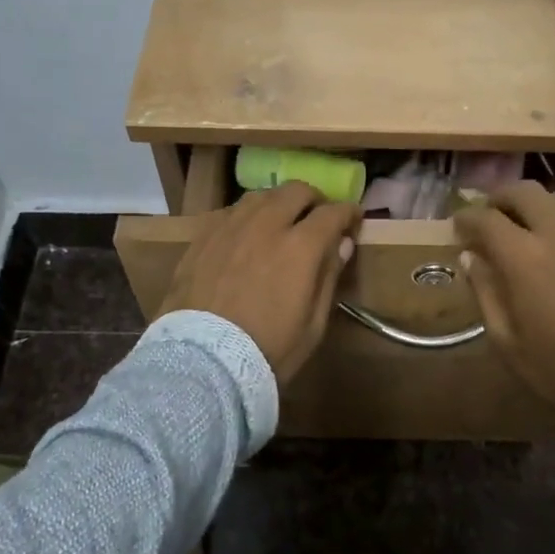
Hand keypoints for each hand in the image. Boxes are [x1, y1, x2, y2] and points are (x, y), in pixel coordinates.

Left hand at [160, 183, 362, 382]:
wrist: (201, 362)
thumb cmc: (267, 350)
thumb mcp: (313, 326)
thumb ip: (328, 278)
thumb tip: (341, 244)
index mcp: (300, 247)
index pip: (332, 213)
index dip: (348, 213)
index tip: (353, 219)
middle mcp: (265, 225)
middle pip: (296, 191)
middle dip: (313, 200)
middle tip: (317, 218)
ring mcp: (230, 227)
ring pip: (260, 196)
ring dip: (278, 203)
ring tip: (280, 222)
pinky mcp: (202, 236)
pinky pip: (230, 212)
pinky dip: (247, 217)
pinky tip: (246, 235)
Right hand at [454, 182, 554, 418]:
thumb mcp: (507, 341)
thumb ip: (485, 292)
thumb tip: (471, 258)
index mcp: (524, 259)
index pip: (486, 219)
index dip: (466, 218)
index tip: (458, 226)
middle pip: (525, 192)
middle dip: (500, 198)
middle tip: (490, 215)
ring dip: (537, 204)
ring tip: (528, 224)